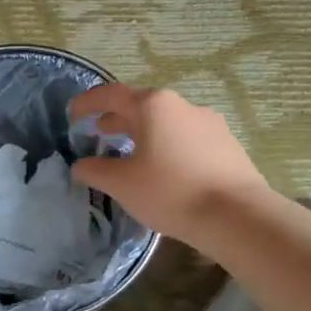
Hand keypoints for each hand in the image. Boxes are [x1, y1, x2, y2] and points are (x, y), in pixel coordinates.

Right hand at [69, 84, 274, 251]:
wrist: (237, 216)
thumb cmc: (170, 191)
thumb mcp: (122, 183)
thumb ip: (95, 170)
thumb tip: (81, 165)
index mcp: (153, 106)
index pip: (112, 94)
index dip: (88, 103)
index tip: (73, 115)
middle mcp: (182, 106)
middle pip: (142, 106)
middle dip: (118, 119)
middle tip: (100, 134)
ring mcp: (210, 124)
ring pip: (167, 122)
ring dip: (144, 134)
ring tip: (131, 154)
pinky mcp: (227, 145)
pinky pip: (187, 139)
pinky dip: (168, 147)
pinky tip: (165, 170)